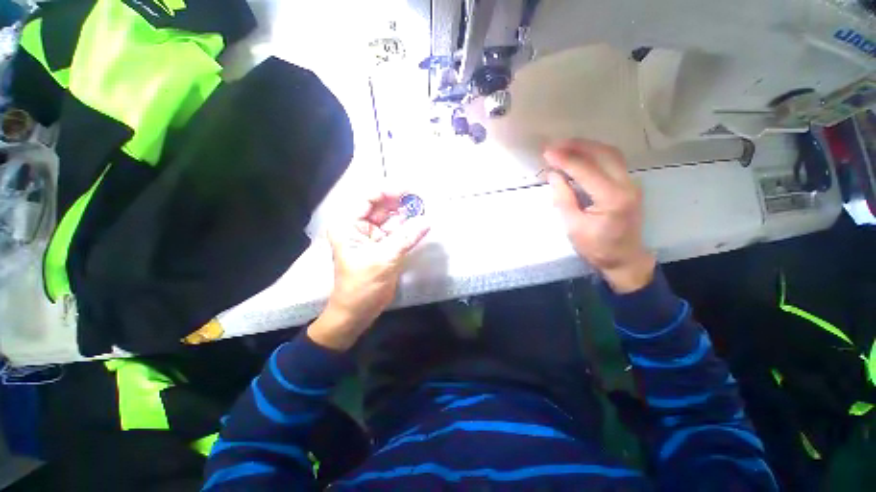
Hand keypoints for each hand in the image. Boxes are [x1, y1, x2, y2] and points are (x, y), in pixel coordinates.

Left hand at [308, 190, 429, 349]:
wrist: (357, 312)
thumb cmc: (362, 286)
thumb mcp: (384, 260)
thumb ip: (406, 238)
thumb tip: (428, 221)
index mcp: (349, 225)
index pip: (368, 198)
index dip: (389, 191)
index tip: (410, 190)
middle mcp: (359, 226)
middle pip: (382, 207)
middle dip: (401, 203)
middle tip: (423, 200)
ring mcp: (373, 237)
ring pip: (392, 219)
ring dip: (407, 215)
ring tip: (425, 209)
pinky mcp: (384, 247)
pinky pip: (398, 232)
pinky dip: (409, 228)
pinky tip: (422, 223)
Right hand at [544, 139, 655, 292]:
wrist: (624, 258)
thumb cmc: (596, 247)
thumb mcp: (573, 227)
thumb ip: (563, 198)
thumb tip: (554, 175)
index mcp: (612, 198)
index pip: (586, 170)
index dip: (565, 159)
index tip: (547, 152)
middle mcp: (627, 185)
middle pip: (603, 153)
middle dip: (577, 146)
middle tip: (554, 145)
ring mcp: (631, 183)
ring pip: (611, 153)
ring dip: (587, 147)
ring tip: (564, 147)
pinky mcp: (629, 184)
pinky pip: (613, 161)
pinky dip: (595, 154)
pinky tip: (580, 156)